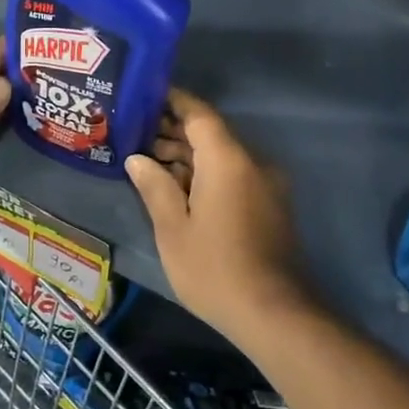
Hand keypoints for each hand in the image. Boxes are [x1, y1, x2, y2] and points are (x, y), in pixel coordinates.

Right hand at [125, 89, 311, 340]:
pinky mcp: (269, 207)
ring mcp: (265, 186)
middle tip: (134, 133)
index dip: (172, 101)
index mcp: (228, 160)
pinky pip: (233, 176)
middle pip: (210, 134)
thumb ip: (155, 186)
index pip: (199, 114)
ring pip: (221, 157)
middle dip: (172, 131)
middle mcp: (252, 163)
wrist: (274, 314)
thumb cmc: (215, 268)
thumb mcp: (173, 228)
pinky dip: (205, 175)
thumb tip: (137, 159)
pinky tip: (176, 187)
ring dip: (187, 156)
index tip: (145, 94)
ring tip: (147, 161)